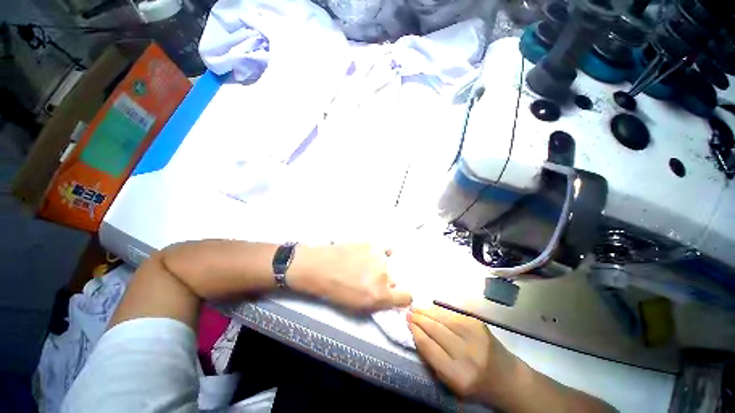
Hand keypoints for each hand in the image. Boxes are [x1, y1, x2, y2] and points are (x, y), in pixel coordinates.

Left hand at [290, 243, 411, 311]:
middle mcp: (384, 275)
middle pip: (394, 280)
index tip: (397, 296)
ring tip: (363, 266)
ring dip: (379, 268)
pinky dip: (382, 253)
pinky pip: (385, 249)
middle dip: (385, 282)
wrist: (321, 267)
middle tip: (369, 280)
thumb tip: (392, 297)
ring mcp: (379, 257)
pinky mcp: (373, 245)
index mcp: (380, 295)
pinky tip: (372, 254)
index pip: (406, 296)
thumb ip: (379, 303)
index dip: (403, 298)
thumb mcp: (358, 307)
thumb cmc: (336, 291)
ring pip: (387, 265)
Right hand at [408, 306, 521, 405]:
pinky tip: (431, 310)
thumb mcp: (451, 383)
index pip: (429, 347)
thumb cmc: (475, 384)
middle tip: (408, 312)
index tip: (407, 323)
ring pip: (442, 318)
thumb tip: (417, 333)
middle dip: (418, 319)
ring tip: (416, 309)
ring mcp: (474, 335)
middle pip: (435, 329)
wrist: (508, 378)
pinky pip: (452, 314)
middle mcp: (466, 353)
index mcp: (458, 375)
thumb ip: (433, 360)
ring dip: (426, 311)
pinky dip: (439, 311)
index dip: (415, 332)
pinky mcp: (478, 323)